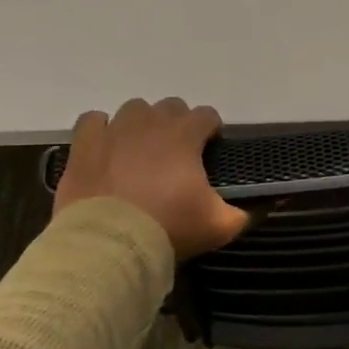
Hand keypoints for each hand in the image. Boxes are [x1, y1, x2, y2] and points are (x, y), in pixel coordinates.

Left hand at [53, 98, 250, 260]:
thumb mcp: (219, 226)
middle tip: (177, 155)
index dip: (211, 130)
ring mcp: (115, 129)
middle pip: (171, 106)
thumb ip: (245, 212)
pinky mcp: (85, 144)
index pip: (207, 115)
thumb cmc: (170, 228)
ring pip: (134, 109)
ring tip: (142, 151)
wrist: (111, 242)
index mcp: (185, 136)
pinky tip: (108, 148)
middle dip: (177, 124)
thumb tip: (263, 206)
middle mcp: (151, 123)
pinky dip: (103, 130)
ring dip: (142, 124)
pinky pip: (94, 120)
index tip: (210, 151)